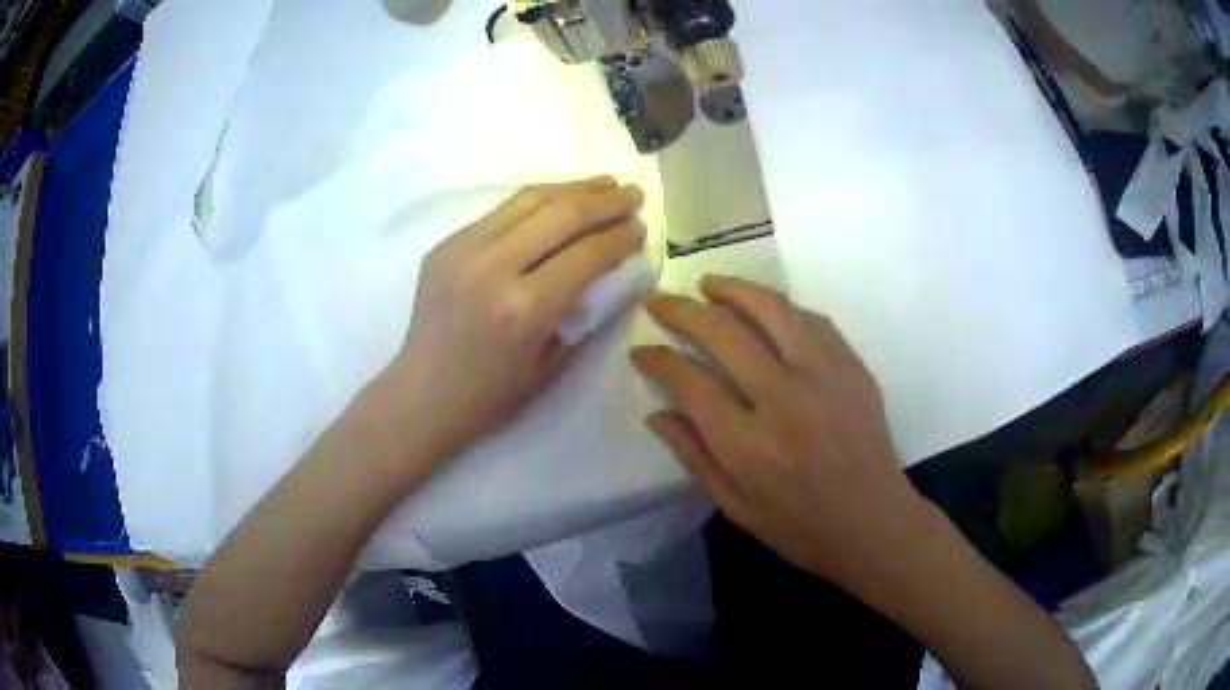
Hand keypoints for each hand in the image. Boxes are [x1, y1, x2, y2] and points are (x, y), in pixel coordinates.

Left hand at [378, 176, 645, 466]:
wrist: (422, 394)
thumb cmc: (490, 395)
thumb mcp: (551, 364)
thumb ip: (582, 311)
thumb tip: (610, 268)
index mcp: (523, 309)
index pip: (586, 254)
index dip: (620, 236)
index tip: (641, 228)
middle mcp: (492, 268)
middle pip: (561, 215)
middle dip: (605, 200)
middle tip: (633, 194)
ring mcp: (462, 250)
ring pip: (529, 200)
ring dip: (573, 188)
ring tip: (604, 184)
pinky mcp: (445, 244)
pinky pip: (501, 211)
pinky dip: (537, 200)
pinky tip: (558, 200)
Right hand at [631, 276, 936, 587]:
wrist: (874, 524)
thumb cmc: (800, 527)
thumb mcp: (735, 507)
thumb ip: (694, 456)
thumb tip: (656, 413)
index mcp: (748, 446)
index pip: (690, 381)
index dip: (658, 359)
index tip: (641, 350)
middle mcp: (784, 401)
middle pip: (724, 334)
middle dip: (682, 310)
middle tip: (660, 301)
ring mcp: (825, 378)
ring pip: (772, 310)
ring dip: (734, 289)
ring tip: (709, 283)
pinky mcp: (853, 369)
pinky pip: (813, 321)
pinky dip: (782, 308)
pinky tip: (764, 307)